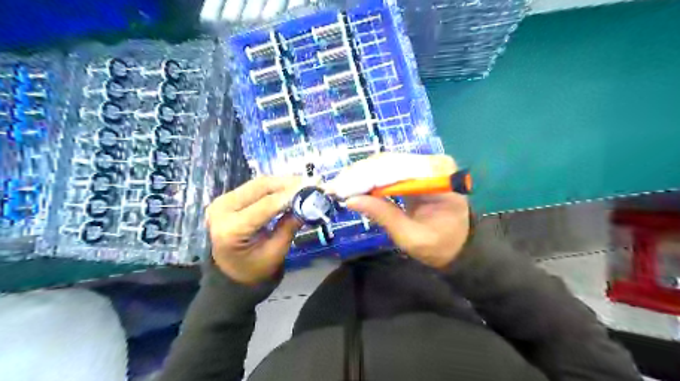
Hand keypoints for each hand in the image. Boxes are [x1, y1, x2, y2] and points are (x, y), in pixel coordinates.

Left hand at [206, 178, 304, 283]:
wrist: (231, 275)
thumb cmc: (254, 270)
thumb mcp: (275, 253)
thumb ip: (290, 227)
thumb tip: (309, 205)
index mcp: (231, 229)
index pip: (266, 205)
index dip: (291, 195)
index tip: (313, 188)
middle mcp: (222, 209)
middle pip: (260, 187)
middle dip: (288, 183)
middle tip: (312, 182)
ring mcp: (223, 201)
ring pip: (259, 183)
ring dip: (283, 182)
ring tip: (304, 184)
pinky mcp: (228, 199)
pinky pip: (255, 187)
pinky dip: (275, 186)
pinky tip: (290, 188)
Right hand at [326, 153, 471, 269]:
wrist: (458, 245)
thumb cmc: (439, 245)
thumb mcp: (410, 236)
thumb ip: (383, 215)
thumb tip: (351, 200)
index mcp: (440, 177)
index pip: (397, 169)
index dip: (366, 177)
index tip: (341, 187)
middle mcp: (434, 163)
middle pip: (389, 162)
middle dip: (359, 175)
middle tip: (334, 187)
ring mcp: (426, 164)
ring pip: (386, 163)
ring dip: (361, 174)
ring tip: (339, 186)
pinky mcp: (417, 170)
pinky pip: (389, 169)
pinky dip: (370, 177)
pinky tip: (353, 184)